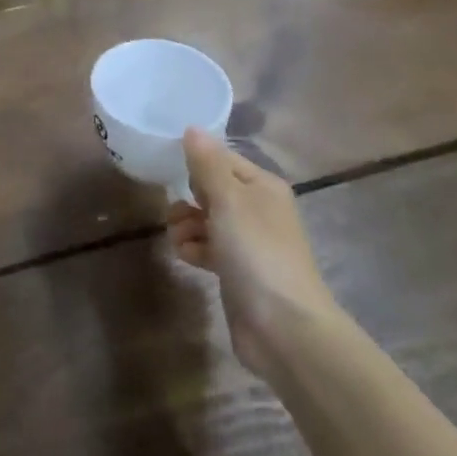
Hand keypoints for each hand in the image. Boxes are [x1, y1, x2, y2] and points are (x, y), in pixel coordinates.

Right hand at [166, 128, 339, 377]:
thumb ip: (207, 164)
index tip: (172, 170)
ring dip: (186, 225)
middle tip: (176, 209)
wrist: (284, 328)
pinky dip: (194, 248)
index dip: (198, 163)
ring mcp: (249, 242)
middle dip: (189, 197)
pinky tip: (186, 256)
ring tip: (178, 238)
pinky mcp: (238, 271)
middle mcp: (258, 209)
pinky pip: (208, 248)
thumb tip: (192, 128)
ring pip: (207, 219)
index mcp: (263, 186)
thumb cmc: (256, 252)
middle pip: (212, 189)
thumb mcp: (228, 200)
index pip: (223, 159)